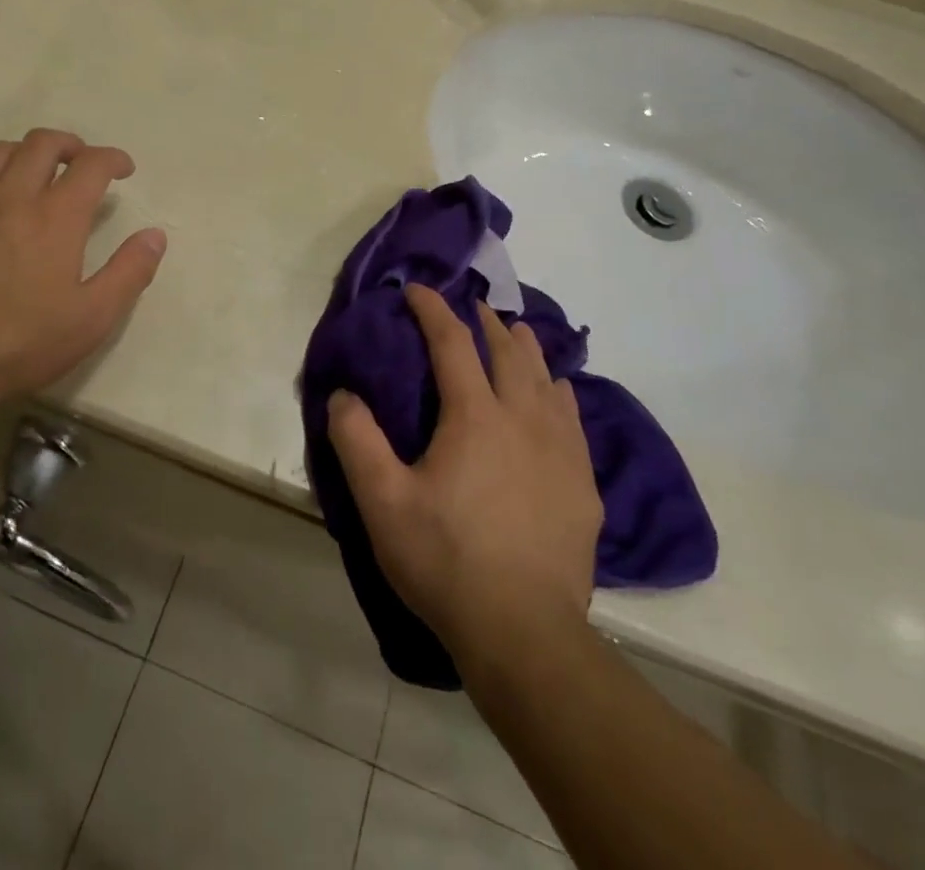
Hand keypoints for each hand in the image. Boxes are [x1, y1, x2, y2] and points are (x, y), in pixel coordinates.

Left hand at [0, 129, 166, 407]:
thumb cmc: (20, 344)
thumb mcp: (92, 319)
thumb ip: (129, 272)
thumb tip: (155, 235)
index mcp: (56, 217)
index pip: (91, 164)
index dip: (113, 159)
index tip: (123, 169)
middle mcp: (12, 195)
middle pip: (44, 143)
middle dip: (71, 145)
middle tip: (82, 164)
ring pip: (1, 151)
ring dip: (28, 154)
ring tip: (37, 175)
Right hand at [328, 284, 601, 667]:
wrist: (524, 634)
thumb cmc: (445, 560)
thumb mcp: (382, 501)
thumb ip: (356, 440)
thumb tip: (342, 394)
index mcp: (475, 416)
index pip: (452, 344)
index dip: (433, 310)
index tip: (417, 289)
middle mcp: (523, 420)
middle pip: (508, 353)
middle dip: (487, 323)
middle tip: (474, 306)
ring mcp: (561, 452)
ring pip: (547, 381)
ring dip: (528, 351)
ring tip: (518, 333)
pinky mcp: (583, 486)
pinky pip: (573, 420)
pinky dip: (559, 394)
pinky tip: (559, 395)